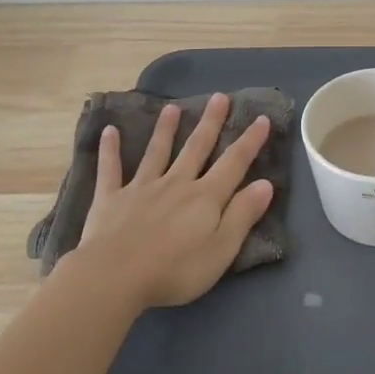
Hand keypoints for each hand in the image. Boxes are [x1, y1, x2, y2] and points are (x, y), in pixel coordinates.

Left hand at [66, 93, 275, 313]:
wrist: (115, 276)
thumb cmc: (175, 270)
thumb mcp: (221, 249)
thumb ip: (242, 215)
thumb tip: (265, 184)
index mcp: (205, 198)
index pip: (233, 164)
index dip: (249, 142)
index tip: (261, 119)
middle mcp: (176, 184)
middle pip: (196, 148)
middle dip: (210, 123)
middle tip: (219, 97)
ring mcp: (141, 188)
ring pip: (156, 152)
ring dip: (165, 129)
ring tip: (171, 108)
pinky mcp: (111, 198)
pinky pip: (111, 169)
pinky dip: (110, 150)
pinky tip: (109, 131)